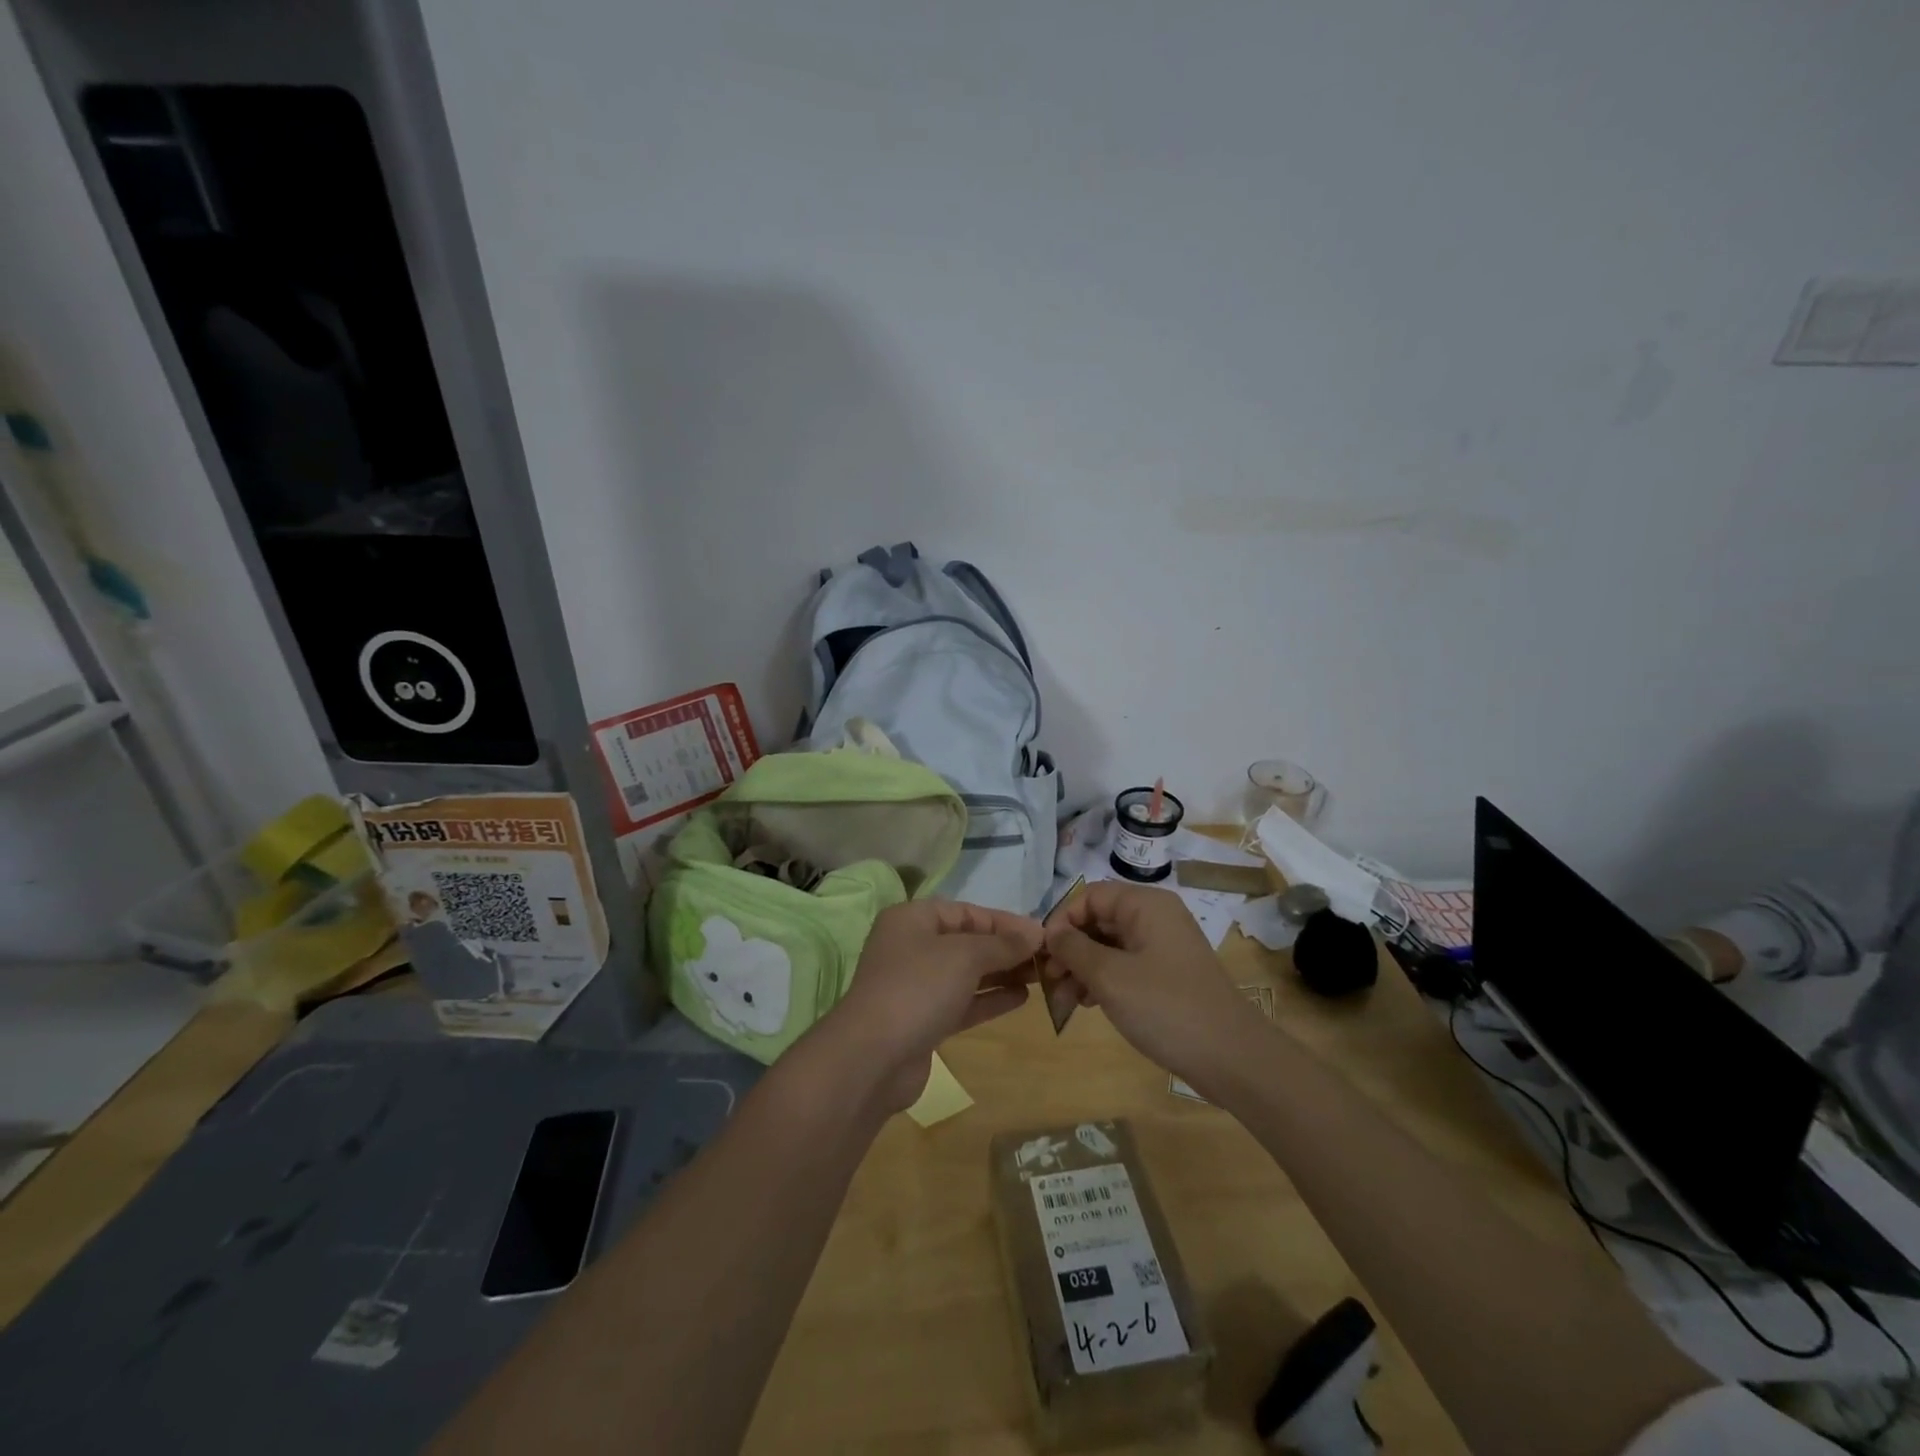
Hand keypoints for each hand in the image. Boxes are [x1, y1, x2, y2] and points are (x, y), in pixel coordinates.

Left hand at [818, 899, 1042, 1113]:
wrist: (873, 1058)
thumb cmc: (918, 988)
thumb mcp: (965, 956)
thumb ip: (1002, 944)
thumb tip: (1035, 932)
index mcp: (913, 919)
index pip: (967, 912)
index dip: (1005, 922)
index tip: (1042, 934)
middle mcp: (912, 947)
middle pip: (967, 942)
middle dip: (1006, 949)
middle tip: (1047, 958)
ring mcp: (916, 986)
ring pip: (967, 973)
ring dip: (1002, 973)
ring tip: (1042, 977)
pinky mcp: (923, 1021)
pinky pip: (963, 1002)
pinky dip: (990, 999)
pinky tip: (1022, 999)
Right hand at [1045, 881, 1270, 1085]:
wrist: (1231, 1058)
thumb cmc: (1166, 1007)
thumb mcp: (1110, 976)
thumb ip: (1073, 949)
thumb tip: (1051, 932)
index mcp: (1146, 905)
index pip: (1091, 896)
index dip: (1062, 920)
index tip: (1044, 954)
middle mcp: (1156, 918)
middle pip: (1100, 920)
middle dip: (1070, 948)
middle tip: (1049, 981)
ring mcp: (1164, 947)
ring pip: (1110, 946)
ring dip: (1083, 968)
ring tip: (1065, 999)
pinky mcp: (1168, 976)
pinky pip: (1126, 965)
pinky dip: (1104, 980)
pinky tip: (1089, 1004)